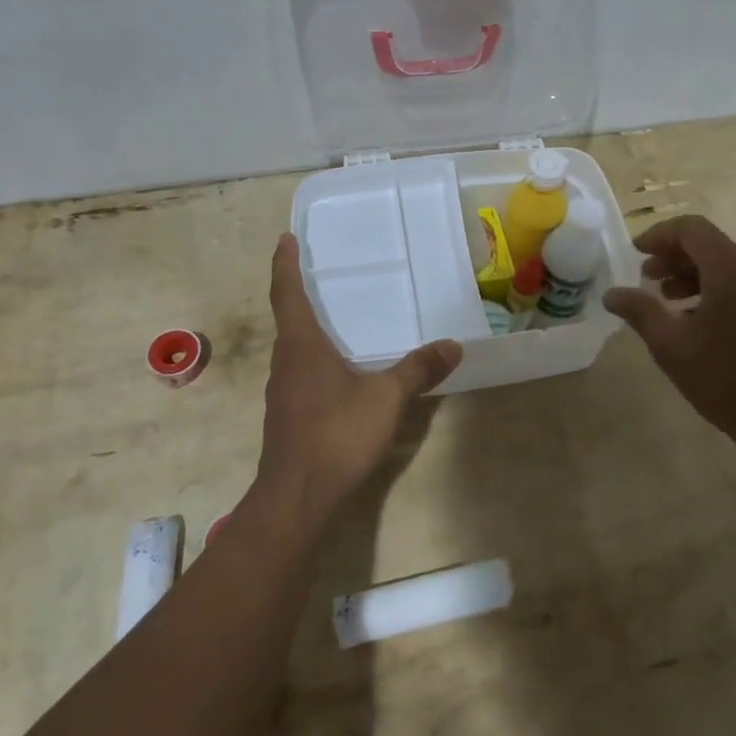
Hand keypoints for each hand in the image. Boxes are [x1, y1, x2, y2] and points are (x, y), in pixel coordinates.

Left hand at [258, 233, 461, 515]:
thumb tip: (452, 345)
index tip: (285, 238)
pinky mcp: (288, 415)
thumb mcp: (386, 398)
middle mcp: (285, 362)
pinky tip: (340, 371)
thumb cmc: (336, 434)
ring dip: (309, 328)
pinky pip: (301, 372)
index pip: (286, 293)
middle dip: (300, 292)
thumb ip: (418, 370)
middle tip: (320, 272)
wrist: (297, 497)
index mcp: (301, 346)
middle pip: (288, 318)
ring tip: (337, 317)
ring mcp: (283, 391)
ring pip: (294, 348)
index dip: (285, 264)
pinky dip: (316, 358)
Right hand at [603, 215, 735, 453]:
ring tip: (669, 301)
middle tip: (647, 279)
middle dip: (674, 256)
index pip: (692, 229)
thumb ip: (640, 311)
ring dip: (694, 274)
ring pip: (729, 265)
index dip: (659, 235)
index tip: (636, 253)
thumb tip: (612, 294)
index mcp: (732, 270)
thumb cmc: (725, 380)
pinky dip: (717, 288)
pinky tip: (698, 319)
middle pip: (711, 245)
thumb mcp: (671, 346)